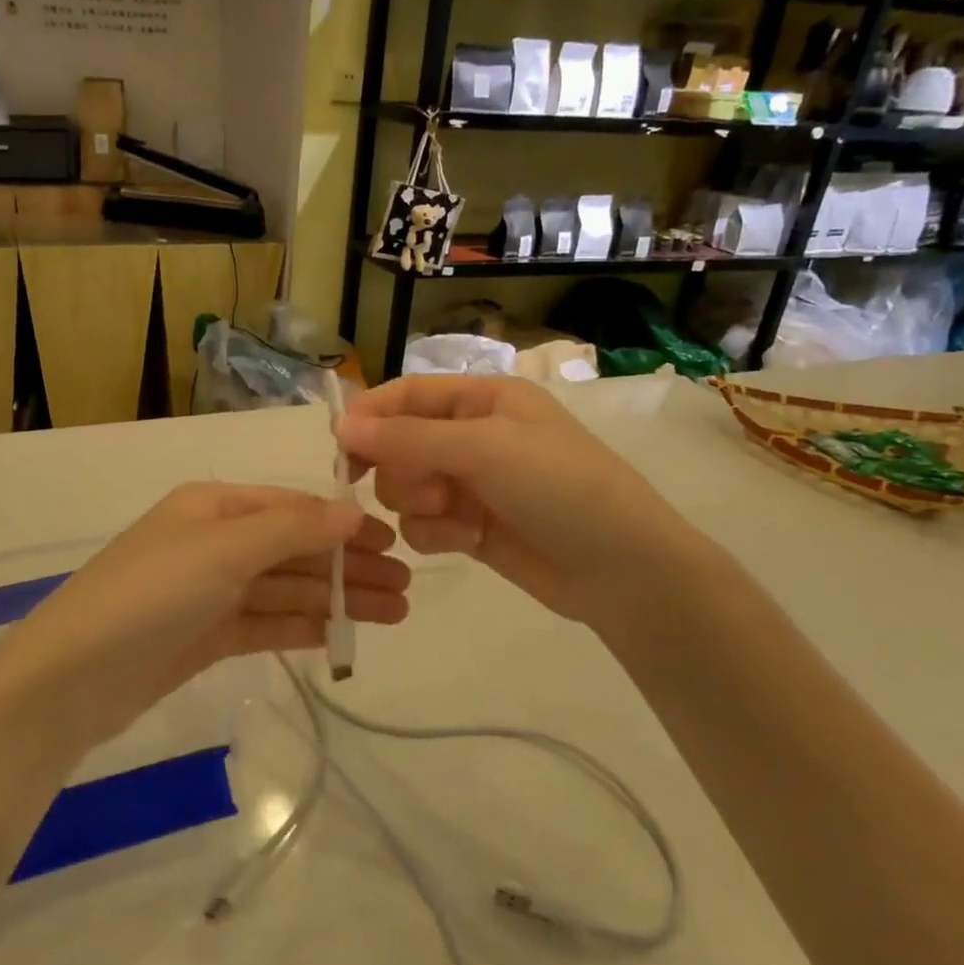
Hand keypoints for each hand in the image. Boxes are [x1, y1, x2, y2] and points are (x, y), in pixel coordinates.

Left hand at [0, 484, 408, 751]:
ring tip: (394, 616)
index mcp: (212, 507)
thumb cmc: (149, 595)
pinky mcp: (206, 636)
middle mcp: (213, 542)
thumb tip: (353, 510)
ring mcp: (209, 591)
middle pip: (294, 549)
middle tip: (407, 590)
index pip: (291, 507)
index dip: (342, 524)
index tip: (393, 544)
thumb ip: (291, 529)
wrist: (71, 679)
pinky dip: (304, 626)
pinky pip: (267, 623)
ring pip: (286, 589)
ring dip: (337, 599)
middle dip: (348, 566)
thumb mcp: (223, 549)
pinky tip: (343, 635)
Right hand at [337, 376, 701, 634]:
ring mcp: (470, 484)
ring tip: (457, 519)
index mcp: (483, 399)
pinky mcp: (469, 527)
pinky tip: (468, 542)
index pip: (407, 394)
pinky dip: (436, 534)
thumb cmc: (560, 488)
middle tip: (429, 489)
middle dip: (403, 470)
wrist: (622, 570)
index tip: (341, 447)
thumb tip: (341, 426)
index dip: (371, 415)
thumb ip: (408, 437)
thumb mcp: (485, 449)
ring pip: (404, 488)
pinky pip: (422, 524)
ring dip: (420, 506)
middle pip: (398, 444)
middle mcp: (472, 436)